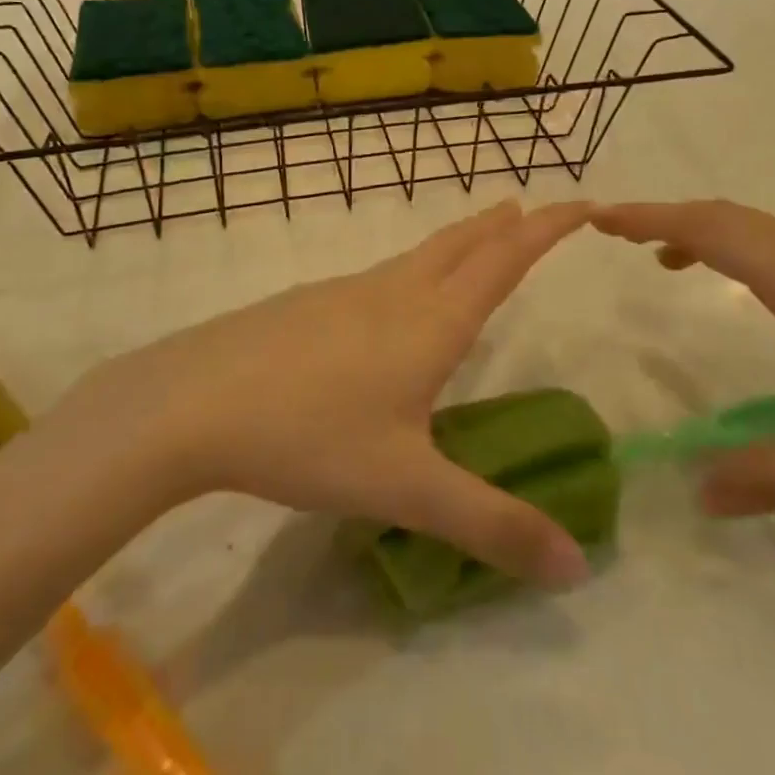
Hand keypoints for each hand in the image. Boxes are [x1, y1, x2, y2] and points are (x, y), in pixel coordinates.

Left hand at [65, 201, 593, 587]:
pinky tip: (390, 299)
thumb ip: (492, 526)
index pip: (504, 262)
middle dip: (502, 226)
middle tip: (529, 207)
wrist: (193, 401)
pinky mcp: (306, 305)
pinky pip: (378, 276)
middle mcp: (393, 294)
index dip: (547, 230)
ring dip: (456, 242)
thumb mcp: (408, 490)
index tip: (581, 204)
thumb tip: (579, 570)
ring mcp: (344, 293)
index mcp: (430, 322)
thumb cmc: (311, 437)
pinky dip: (410, 268)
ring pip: (416, 256)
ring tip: (474, 241)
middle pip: (460, 245)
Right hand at [594, 201, 774, 515]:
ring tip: (659, 258)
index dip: (648, 217)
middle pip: (726, 217)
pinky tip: (745, 290)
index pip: (709, 229)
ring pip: (756, 228)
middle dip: (662, 217)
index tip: (597, 217)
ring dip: (701, 232)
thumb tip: (698, 497)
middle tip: (611, 231)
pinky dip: (739, 249)